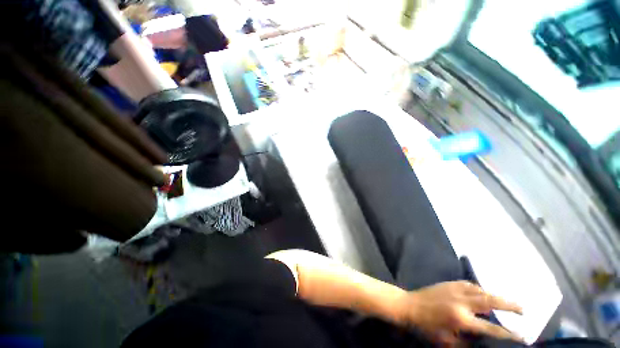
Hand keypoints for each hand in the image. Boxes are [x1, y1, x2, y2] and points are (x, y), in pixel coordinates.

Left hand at [396, 281, 523, 344]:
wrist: (408, 305)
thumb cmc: (426, 327)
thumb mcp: (446, 342)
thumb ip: (467, 343)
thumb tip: (484, 342)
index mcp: (460, 319)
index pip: (491, 328)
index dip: (508, 333)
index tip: (523, 336)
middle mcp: (461, 302)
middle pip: (490, 301)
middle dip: (510, 305)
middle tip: (524, 310)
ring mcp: (454, 290)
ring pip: (481, 290)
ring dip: (496, 296)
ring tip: (508, 302)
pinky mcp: (448, 283)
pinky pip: (469, 284)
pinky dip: (480, 289)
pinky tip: (484, 293)